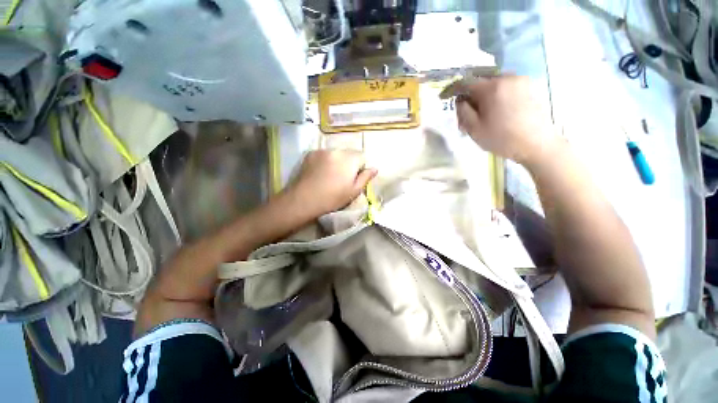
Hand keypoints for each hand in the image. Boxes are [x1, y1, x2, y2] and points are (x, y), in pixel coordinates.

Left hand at [288, 150, 376, 215]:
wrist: (304, 199)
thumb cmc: (333, 198)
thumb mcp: (354, 191)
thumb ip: (365, 178)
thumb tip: (374, 168)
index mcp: (350, 159)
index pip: (362, 156)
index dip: (360, 167)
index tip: (354, 179)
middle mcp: (337, 150)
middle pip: (349, 154)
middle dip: (349, 163)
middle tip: (342, 178)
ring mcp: (322, 150)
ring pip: (336, 154)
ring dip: (337, 161)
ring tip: (329, 176)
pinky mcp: (311, 153)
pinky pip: (324, 155)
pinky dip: (325, 160)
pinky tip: (320, 172)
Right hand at [455, 75, 559, 165]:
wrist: (537, 144)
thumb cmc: (502, 139)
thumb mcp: (474, 129)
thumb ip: (463, 111)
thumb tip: (460, 100)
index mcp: (492, 87)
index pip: (465, 82)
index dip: (452, 89)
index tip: (444, 97)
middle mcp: (507, 77)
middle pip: (480, 81)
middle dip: (469, 95)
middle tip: (466, 112)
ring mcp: (520, 81)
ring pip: (493, 84)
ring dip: (483, 95)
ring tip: (481, 114)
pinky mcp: (529, 87)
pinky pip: (506, 86)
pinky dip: (496, 95)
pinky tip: (496, 111)